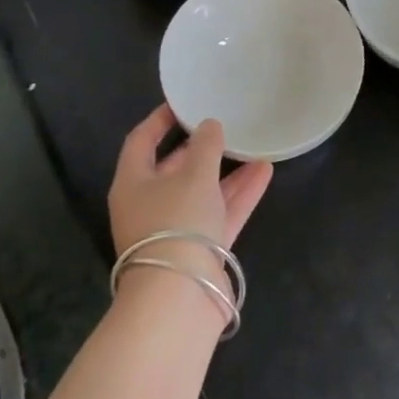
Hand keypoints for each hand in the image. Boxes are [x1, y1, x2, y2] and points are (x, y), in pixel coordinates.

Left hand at [108, 106, 273, 256]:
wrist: (181, 296)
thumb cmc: (176, 223)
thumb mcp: (194, 175)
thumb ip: (205, 146)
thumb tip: (209, 125)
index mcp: (133, 183)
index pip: (141, 142)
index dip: (159, 120)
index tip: (183, 102)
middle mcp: (150, 204)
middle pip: (173, 168)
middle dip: (199, 147)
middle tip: (223, 123)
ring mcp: (176, 228)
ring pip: (202, 190)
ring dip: (227, 170)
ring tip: (253, 144)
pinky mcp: (201, 248)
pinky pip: (221, 212)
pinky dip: (240, 193)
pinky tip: (265, 170)